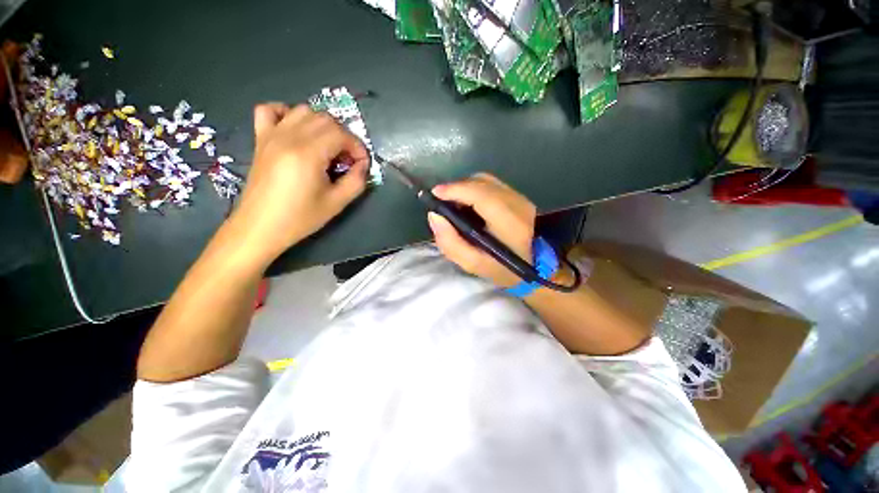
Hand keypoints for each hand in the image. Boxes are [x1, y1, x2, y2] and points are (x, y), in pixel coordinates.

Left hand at [229, 103, 368, 266]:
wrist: (261, 227)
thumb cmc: (300, 218)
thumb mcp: (337, 203)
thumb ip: (356, 181)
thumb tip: (363, 165)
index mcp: (308, 153)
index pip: (341, 134)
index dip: (357, 147)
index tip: (361, 164)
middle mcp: (289, 137)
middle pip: (324, 119)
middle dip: (343, 136)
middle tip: (347, 159)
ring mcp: (271, 135)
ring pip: (303, 111)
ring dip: (322, 125)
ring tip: (327, 147)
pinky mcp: (260, 139)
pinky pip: (270, 110)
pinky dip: (286, 113)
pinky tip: (296, 129)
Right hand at [428, 173, 535, 286]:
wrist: (537, 267)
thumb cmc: (504, 269)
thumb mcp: (473, 263)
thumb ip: (450, 242)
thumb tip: (434, 216)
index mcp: (507, 221)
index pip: (479, 194)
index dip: (455, 189)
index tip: (435, 194)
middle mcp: (516, 202)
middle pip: (480, 182)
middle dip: (456, 188)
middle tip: (442, 202)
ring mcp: (520, 196)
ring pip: (486, 180)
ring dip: (465, 187)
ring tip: (454, 203)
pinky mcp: (519, 196)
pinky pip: (491, 184)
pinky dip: (475, 189)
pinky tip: (470, 203)